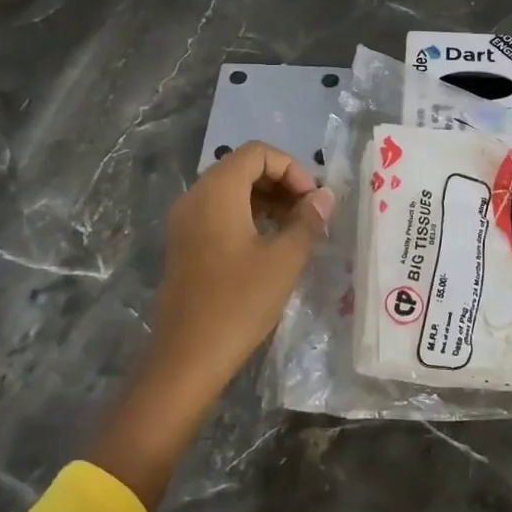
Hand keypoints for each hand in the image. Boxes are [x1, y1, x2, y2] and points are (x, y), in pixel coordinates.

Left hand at [149, 140, 333, 402]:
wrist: (186, 358)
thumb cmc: (238, 304)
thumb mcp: (283, 261)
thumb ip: (307, 222)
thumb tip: (325, 197)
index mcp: (216, 192)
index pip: (257, 153)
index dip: (292, 168)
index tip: (313, 200)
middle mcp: (195, 197)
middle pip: (242, 168)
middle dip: (282, 183)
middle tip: (310, 213)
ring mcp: (186, 221)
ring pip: (232, 191)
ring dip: (267, 200)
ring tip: (297, 229)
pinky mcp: (185, 244)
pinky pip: (220, 213)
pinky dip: (248, 216)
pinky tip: (272, 245)